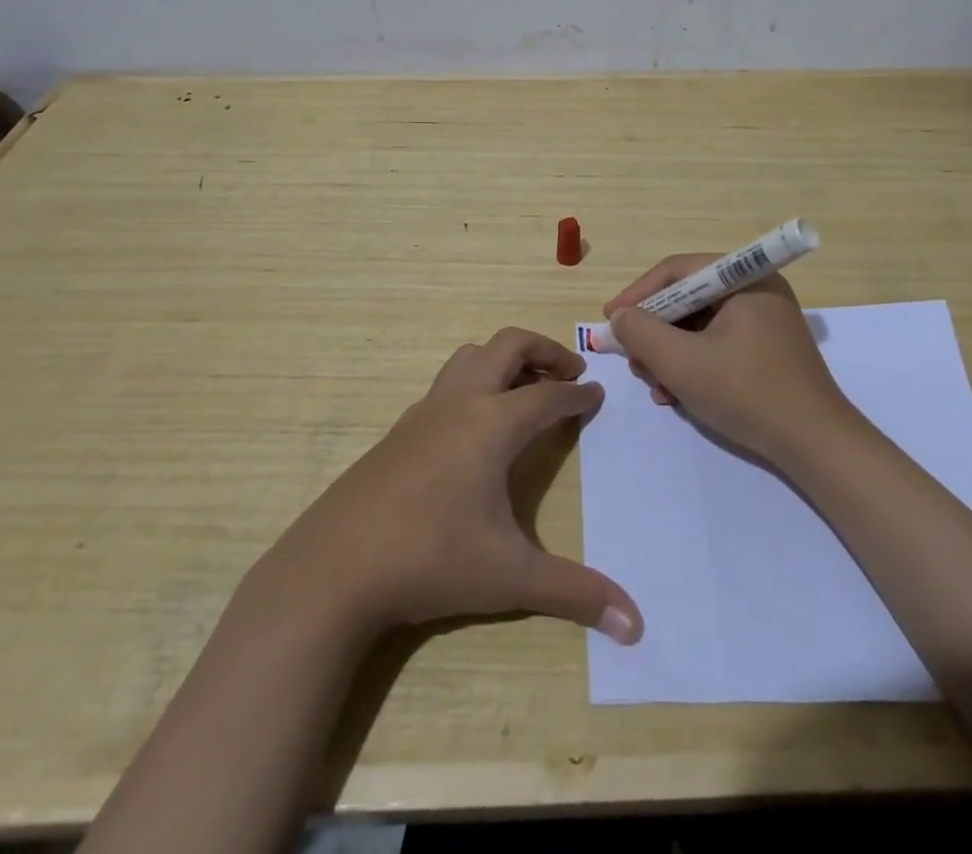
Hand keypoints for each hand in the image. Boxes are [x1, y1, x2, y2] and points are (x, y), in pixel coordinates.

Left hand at [272, 328, 642, 644]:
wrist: (335, 567)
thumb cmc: (431, 560)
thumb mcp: (510, 577)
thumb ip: (575, 594)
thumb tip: (636, 626)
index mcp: (494, 423)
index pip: (549, 395)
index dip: (579, 394)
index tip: (598, 395)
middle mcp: (461, 402)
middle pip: (508, 345)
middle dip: (545, 350)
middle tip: (570, 374)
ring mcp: (425, 411)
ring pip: (470, 356)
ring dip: (504, 359)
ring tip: (525, 389)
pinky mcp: (399, 429)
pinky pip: (446, 385)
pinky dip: (473, 385)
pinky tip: (473, 428)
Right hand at [603, 257, 858, 466]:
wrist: (816, 446)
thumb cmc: (747, 393)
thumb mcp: (682, 362)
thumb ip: (641, 333)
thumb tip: (619, 318)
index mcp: (745, 278)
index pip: (677, 271)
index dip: (637, 295)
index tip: (610, 321)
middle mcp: (756, 290)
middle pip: (687, 298)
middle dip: (654, 331)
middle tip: (633, 360)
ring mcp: (764, 321)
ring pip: (698, 325)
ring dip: (669, 353)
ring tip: (653, 385)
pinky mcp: (766, 350)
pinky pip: (716, 343)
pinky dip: (691, 364)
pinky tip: (675, 394)